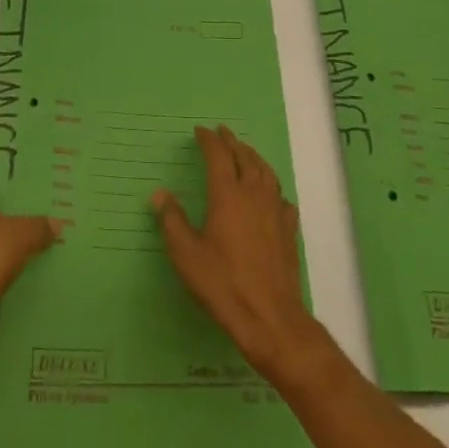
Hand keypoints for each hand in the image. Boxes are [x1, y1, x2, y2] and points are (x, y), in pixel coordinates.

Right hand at [153, 125, 321, 380]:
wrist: (269, 317)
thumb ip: (172, 220)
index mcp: (227, 194)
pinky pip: (281, 197)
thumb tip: (160, 193)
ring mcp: (275, 211)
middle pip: (244, 157)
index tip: (200, 131)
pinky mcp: (288, 230)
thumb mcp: (186, 254)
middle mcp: (253, 194)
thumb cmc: (222, 283)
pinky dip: (273, 187)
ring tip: (246, 152)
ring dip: (254, 157)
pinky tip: (271, 195)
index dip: (209, 140)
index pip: (218, 155)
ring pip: (266, 172)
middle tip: (222, 132)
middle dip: (232, 142)